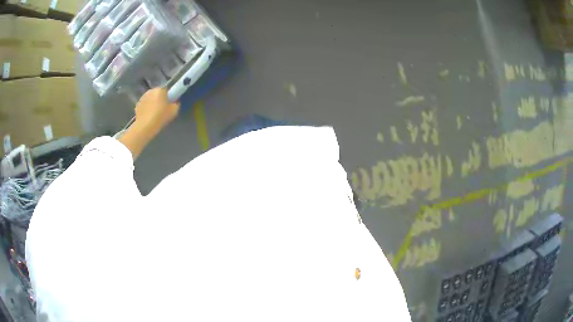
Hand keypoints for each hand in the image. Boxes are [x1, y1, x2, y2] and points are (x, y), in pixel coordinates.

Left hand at [133, 88, 179, 134]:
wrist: (145, 127)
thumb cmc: (160, 117)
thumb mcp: (174, 111)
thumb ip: (176, 104)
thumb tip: (175, 102)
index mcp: (160, 90)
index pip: (166, 90)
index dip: (168, 97)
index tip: (169, 104)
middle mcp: (150, 91)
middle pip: (157, 93)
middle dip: (159, 99)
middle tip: (162, 109)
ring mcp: (142, 97)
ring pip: (150, 98)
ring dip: (152, 103)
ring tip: (154, 113)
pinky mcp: (137, 104)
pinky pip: (144, 104)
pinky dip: (146, 108)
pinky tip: (148, 116)